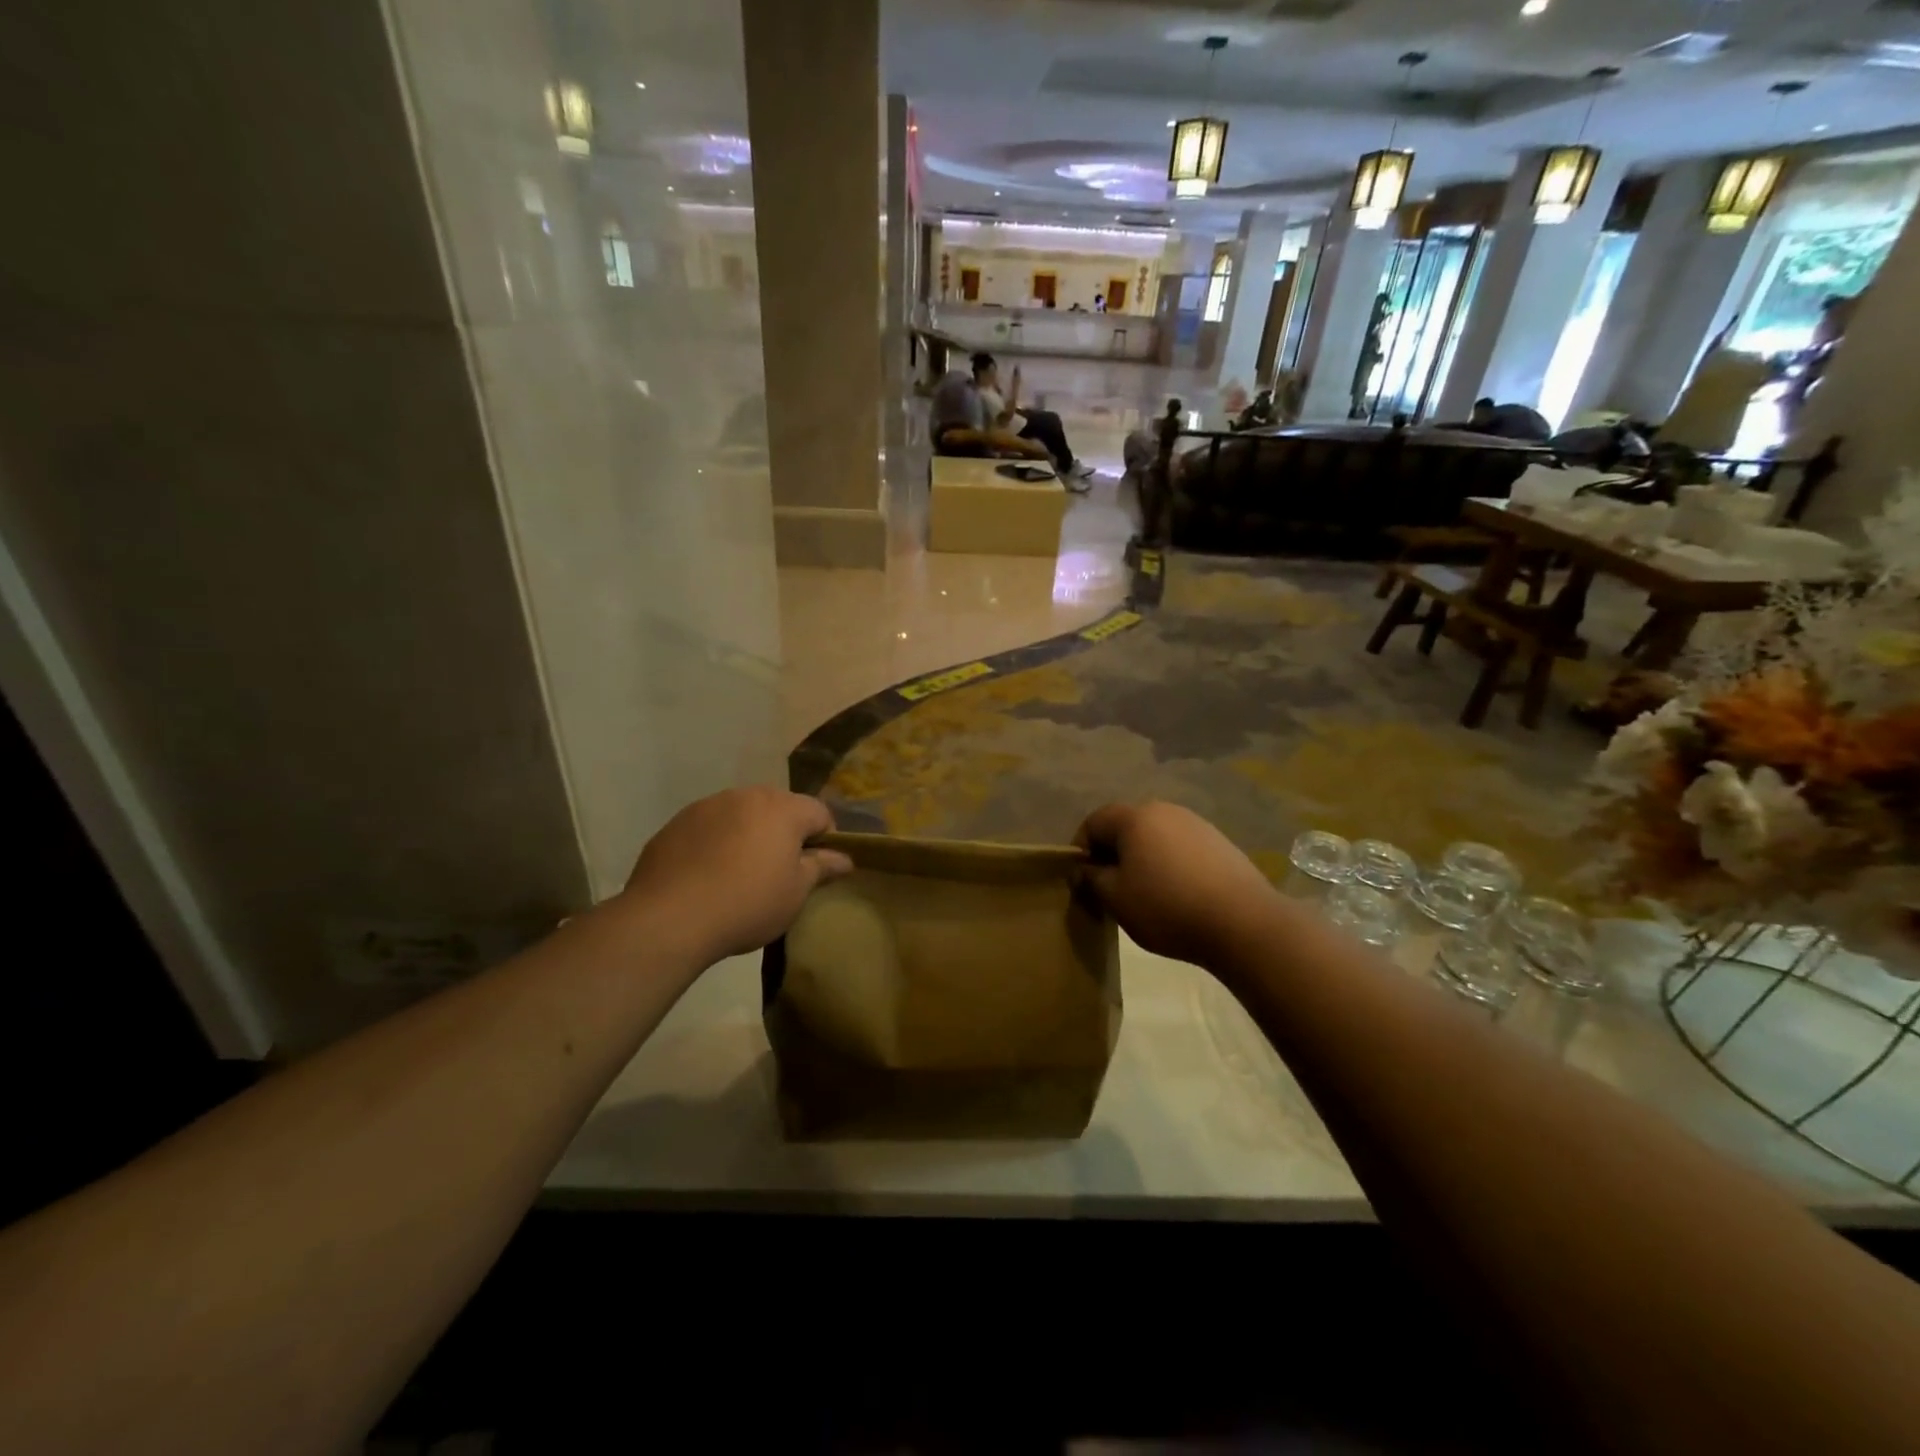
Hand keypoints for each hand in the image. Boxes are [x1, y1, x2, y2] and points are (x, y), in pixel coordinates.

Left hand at [623, 788, 852, 964]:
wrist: (669, 918)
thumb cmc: (748, 903)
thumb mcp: (796, 892)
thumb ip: (822, 868)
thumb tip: (845, 858)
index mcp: (782, 808)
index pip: (819, 813)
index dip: (826, 839)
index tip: (816, 869)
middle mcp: (746, 795)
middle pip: (779, 808)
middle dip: (785, 834)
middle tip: (780, 872)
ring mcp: (708, 806)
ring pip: (742, 815)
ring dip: (749, 835)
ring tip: (740, 874)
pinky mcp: (677, 823)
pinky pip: (710, 827)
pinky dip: (717, 843)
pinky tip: (708, 876)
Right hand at [1076, 802, 1280, 968]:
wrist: (1244, 923)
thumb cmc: (1167, 907)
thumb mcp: (1116, 899)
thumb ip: (1092, 879)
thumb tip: (1084, 869)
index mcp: (1135, 818)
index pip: (1094, 822)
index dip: (1081, 849)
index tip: (1083, 880)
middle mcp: (1165, 810)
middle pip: (1126, 826)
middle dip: (1113, 853)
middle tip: (1110, 888)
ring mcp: (1197, 824)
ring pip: (1156, 837)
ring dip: (1143, 859)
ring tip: (1145, 894)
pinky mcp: (1221, 843)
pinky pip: (1181, 849)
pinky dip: (1170, 865)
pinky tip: (1178, 895)